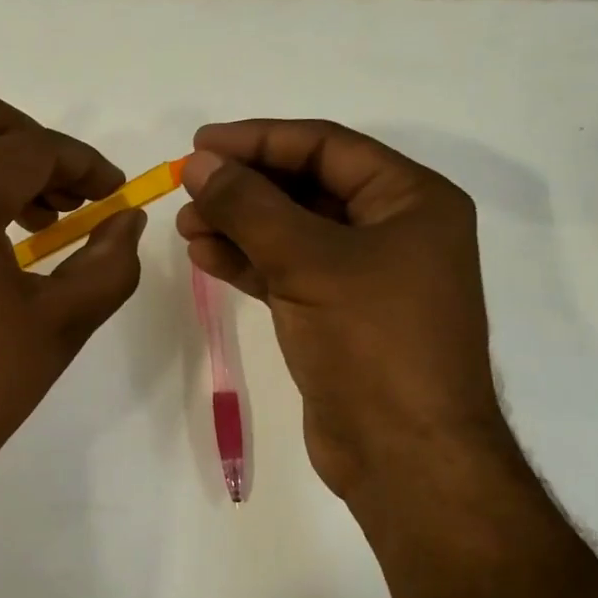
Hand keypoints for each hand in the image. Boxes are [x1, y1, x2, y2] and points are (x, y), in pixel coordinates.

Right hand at [176, 119, 514, 520]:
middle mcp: (394, 229)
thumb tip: (199, 162)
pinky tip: (206, 255)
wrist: (405, 456)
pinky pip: (288, 270)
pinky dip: (248, 261)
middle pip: (307, 187)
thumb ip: (250, 206)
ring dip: (239, 224)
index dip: (259, 140)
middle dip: (245, 187)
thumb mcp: (309, 261)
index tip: (200, 144)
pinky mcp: (338, 314)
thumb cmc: (372, 342)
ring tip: (186, 225)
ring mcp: (366, 275)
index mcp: (411, 200)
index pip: (326, 147)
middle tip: (188, 188)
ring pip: (292, 231)